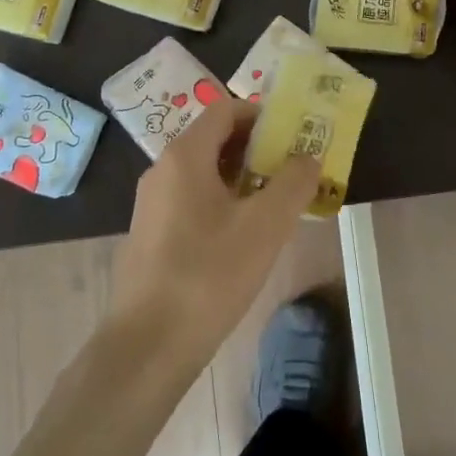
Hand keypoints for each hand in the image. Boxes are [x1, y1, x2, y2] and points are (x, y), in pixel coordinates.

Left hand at [109, 97, 320, 369]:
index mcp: (185, 156)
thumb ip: (293, 183)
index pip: (226, 110)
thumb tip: (308, 157)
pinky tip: (244, 238)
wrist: (148, 345)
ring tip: (276, 205)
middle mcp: (162, 170)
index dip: (262, 115)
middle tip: (293, 172)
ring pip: (204, 174)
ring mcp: (152, 204)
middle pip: (215, 140)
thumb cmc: (209, 274)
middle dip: (258, 149)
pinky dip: (222, 203)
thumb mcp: (265, 226)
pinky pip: (192, 201)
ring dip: (242, 179)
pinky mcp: (151, 235)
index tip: (294, 137)